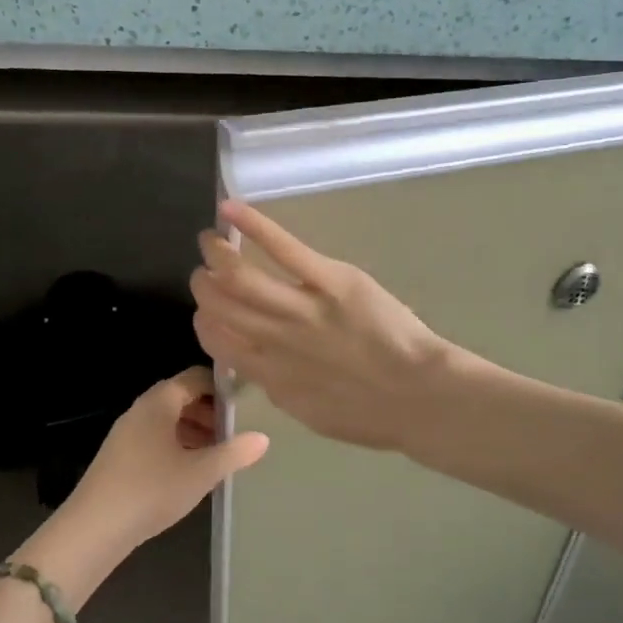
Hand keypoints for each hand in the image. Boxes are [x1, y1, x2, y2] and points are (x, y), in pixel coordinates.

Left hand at [48, 367, 267, 567]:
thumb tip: (263, 438)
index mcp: (159, 402)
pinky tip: (192, 471)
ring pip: (168, 421)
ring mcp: (127, 433)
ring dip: (196, 431)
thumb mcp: (201, 472)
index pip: (195, 377)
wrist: (94, 528)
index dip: (222, 388)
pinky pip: (156, 439)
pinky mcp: (120, 456)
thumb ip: (234, 453)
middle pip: (181, 398)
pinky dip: (178, 445)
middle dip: (211, 412)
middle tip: (238, 432)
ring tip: (221, 454)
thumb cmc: (151, 490)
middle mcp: (141, 409)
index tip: (247, 405)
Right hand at [191, 201, 454, 452]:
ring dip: (217, 254)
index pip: (216, 339)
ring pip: (240, 275)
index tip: (206, 311)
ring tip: (211, 240)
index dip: (203, 320)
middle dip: (203, 284)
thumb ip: (278, 388)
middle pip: (219, 303)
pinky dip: (253, 226)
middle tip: (205, 272)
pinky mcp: (331, 281)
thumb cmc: (370, 413)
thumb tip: (260, 368)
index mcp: (268, 373)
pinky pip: (285, 249)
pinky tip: (230, 209)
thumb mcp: (310, 412)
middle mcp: (274, 338)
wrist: (419, 396)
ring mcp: (301, 308)